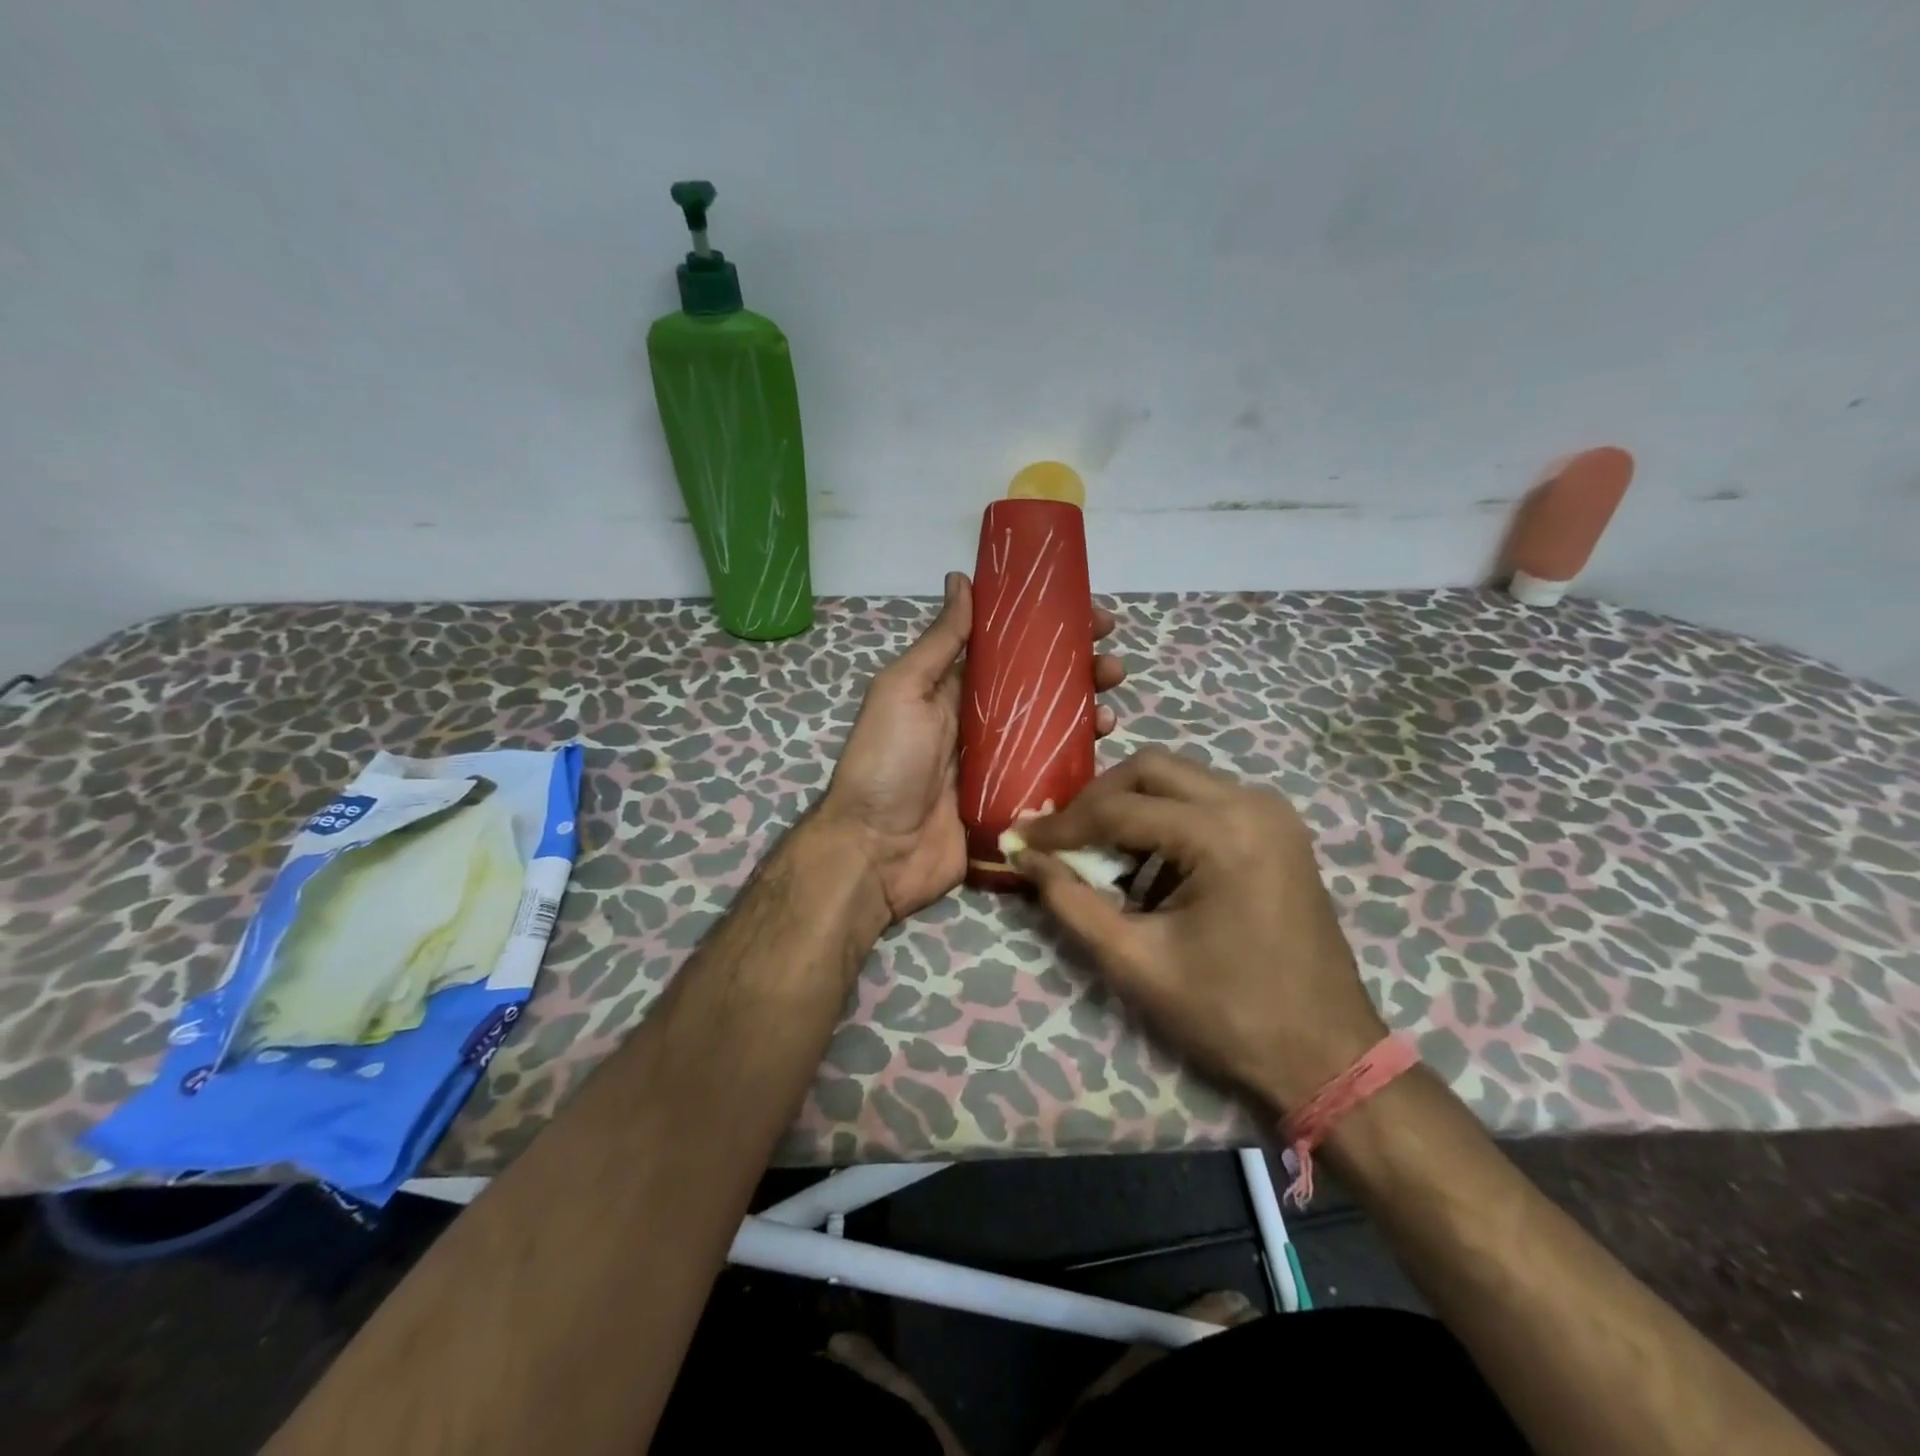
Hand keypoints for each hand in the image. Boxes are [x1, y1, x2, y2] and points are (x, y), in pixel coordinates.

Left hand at [819, 573, 1127, 924]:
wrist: (877, 852)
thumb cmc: (886, 763)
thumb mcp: (903, 691)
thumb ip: (939, 642)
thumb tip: (961, 578)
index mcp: (954, 690)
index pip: (1011, 648)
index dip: (1049, 629)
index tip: (1089, 615)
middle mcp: (981, 722)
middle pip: (1041, 688)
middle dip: (1080, 670)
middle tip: (1113, 663)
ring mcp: (1002, 765)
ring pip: (1055, 730)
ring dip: (1087, 712)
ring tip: (1112, 705)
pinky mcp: (1016, 802)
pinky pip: (1055, 776)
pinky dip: (1082, 761)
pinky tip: (1103, 750)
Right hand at [1015, 747, 1386, 1113]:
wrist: (1326, 1054)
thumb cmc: (1228, 1014)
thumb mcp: (1135, 961)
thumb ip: (1071, 902)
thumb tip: (1025, 855)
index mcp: (1222, 833)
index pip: (1119, 809)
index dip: (1062, 825)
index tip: (1019, 837)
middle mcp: (1251, 803)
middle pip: (1150, 769)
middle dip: (1096, 801)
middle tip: (1061, 839)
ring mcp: (1271, 812)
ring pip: (1178, 779)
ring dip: (1130, 808)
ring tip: (1098, 855)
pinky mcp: (1277, 829)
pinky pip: (1205, 801)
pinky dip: (1165, 820)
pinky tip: (1146, 866)